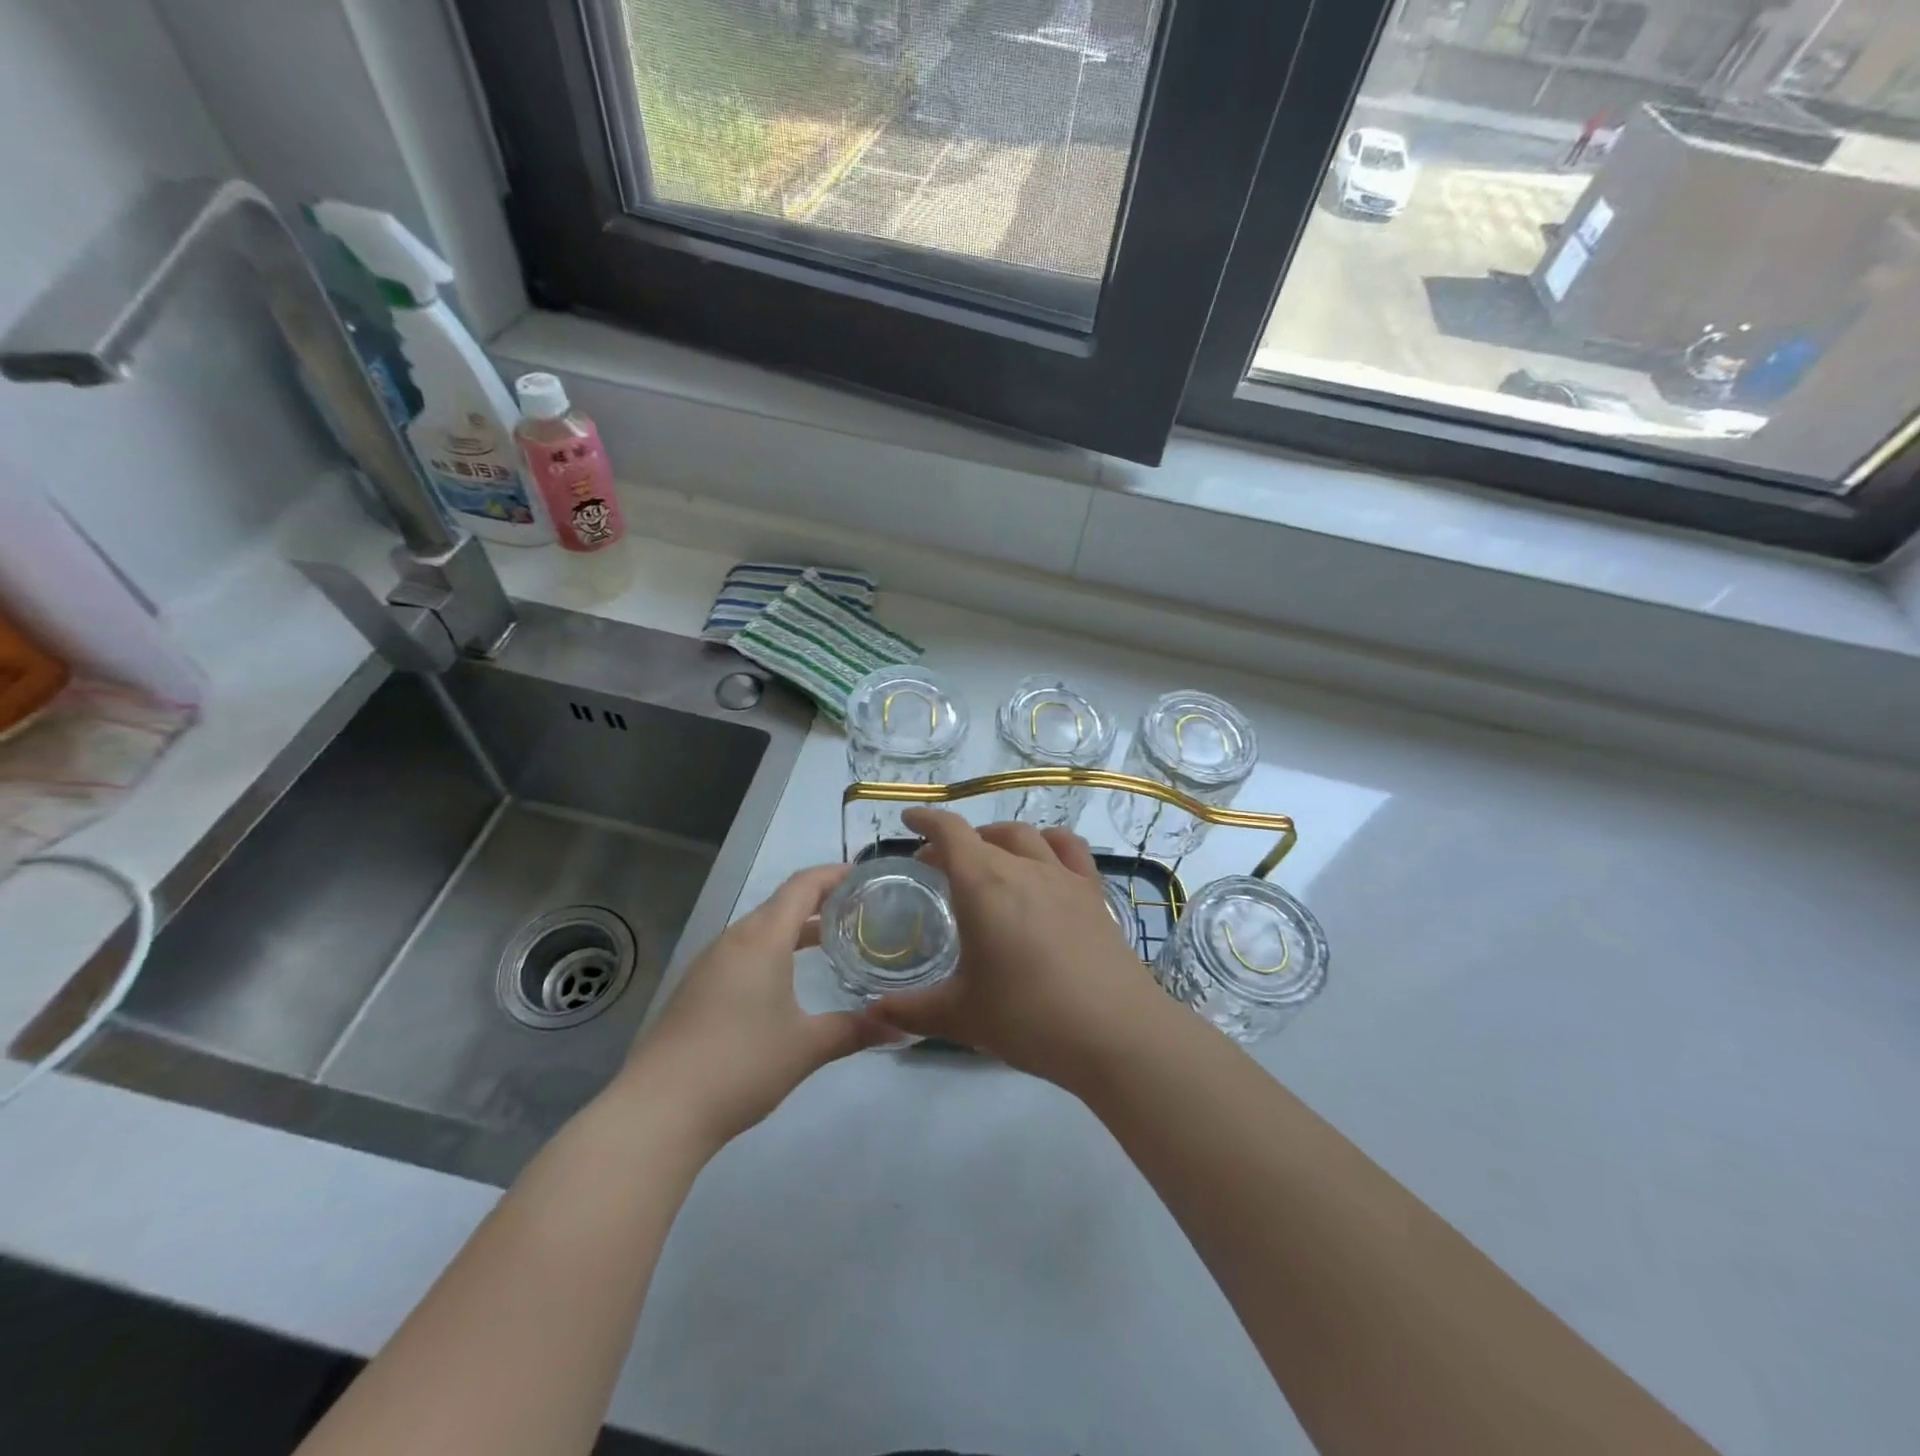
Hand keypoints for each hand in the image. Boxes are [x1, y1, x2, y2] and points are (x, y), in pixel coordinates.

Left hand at [616, 865, 894, 1147]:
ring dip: (796, 928)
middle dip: (821, 902)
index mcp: (762, 938)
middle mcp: (734, 940)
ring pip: (761, 930)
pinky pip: (744, 953)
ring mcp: (710, 964)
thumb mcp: (807, 1046)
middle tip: (860, 911)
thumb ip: (854, 1030)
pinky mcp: (697, 989)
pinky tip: (788, 980)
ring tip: (831, 942)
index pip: (803, 885)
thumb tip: (900, 1028)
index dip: (835, 875)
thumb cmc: (741, 1064)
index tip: (866, 878)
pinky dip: (774, 951)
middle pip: (782, 903)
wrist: (658, 1110)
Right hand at [868, 809, 1171, 1086]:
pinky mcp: (1093, 893)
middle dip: (955, 843)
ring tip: (988, 858)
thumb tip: (874, 1012)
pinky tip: (1044, 860)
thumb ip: (912, 1010)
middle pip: (984, 836)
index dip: (926, 820)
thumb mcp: (961, 1017)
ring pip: (1025, 836)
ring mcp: (1063, 877)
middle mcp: (1023, 868)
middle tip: (938, 866)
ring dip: (998, 838)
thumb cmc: (1028, 1018)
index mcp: (983, 885)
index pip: (949, 832)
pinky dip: (1048, 843)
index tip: (909, 821)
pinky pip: (1069, 849)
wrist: (1115, 1032)